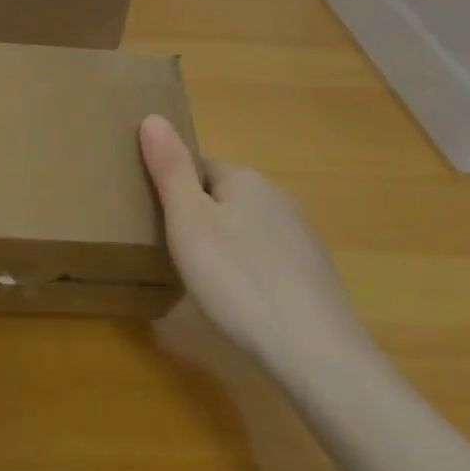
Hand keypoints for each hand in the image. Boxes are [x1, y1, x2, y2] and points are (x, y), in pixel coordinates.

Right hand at [139, 115, 371, 380]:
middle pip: (223, 196)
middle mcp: (277, 198)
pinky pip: (268, 260)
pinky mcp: (313, 276)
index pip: (198, 166)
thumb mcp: (188, 221)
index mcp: (245, 179)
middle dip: (199, 216)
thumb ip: (170, 168)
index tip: (156, 219)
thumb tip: (152, 116)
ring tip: (203, 281)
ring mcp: (300, 238)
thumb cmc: (238, 279)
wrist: (316, 354)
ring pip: (247, 229)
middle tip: (173, 252)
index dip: (173, 188)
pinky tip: (241, 303)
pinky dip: (250, 273)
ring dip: (225, 245)